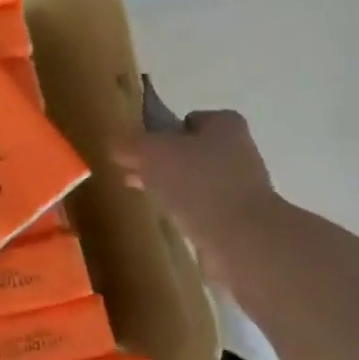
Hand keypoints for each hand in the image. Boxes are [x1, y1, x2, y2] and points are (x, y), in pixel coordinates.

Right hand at [112, 106, 283, 274]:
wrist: (241, 240)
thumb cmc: (197, 184)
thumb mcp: (150, 153)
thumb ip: (128, 144)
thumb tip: (115, 145)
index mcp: (225, 125)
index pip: (188, 119)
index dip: (162, 132)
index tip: (142, 150)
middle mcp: (239, 151)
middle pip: (190, 151)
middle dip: (163, 163)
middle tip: (136, 175)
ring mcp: (243, 187)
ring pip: (196, 181)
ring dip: (173, 189)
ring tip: (148, 198)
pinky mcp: (240, 219)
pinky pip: (203, 209)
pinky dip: (186, 213)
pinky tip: (170, 220)